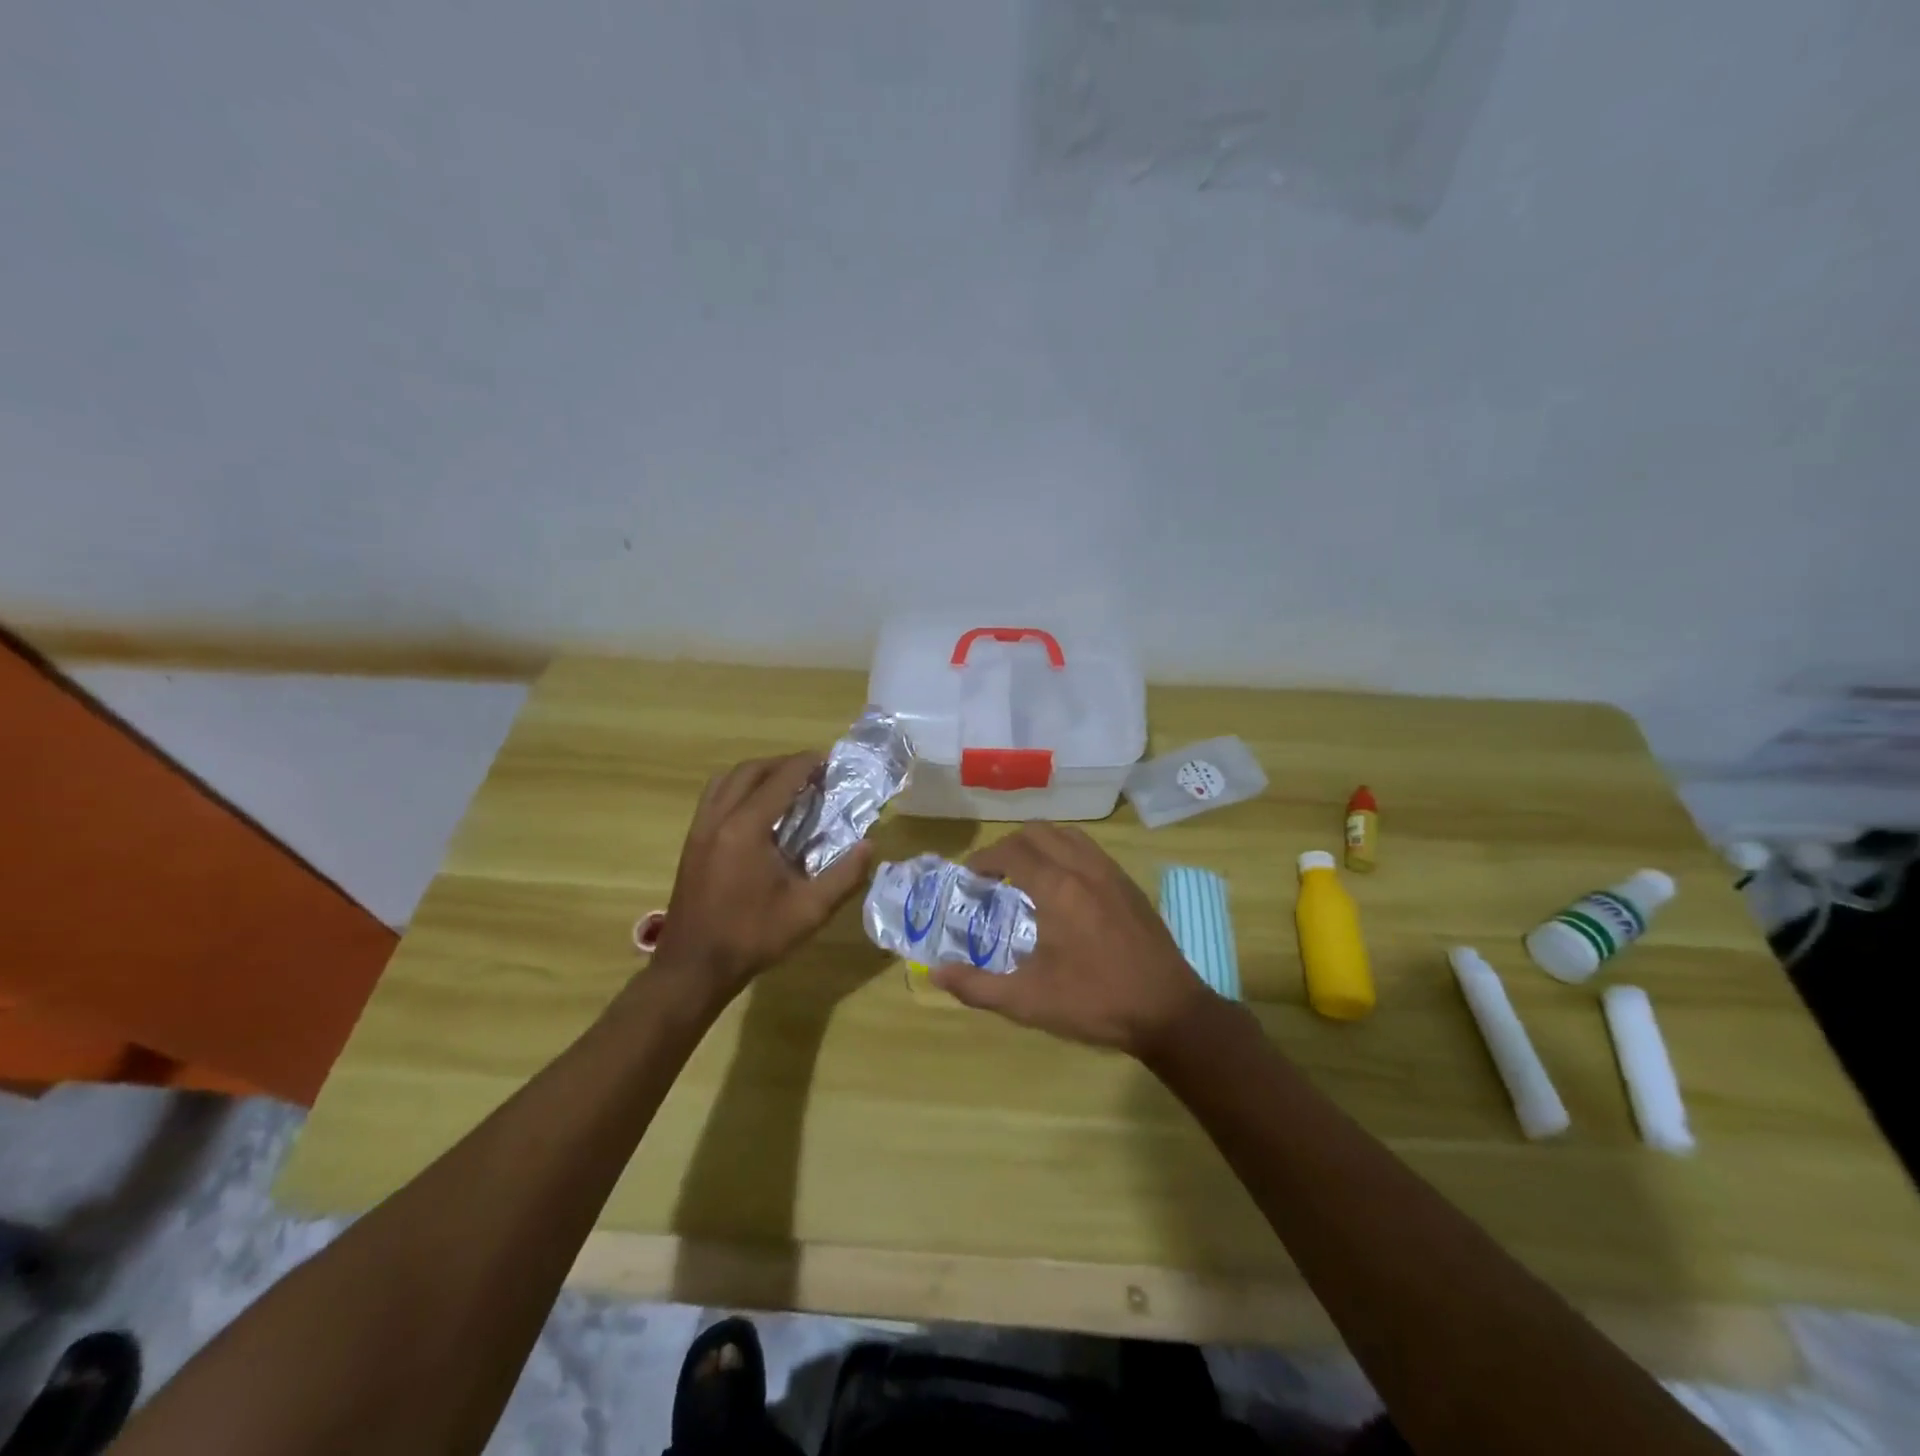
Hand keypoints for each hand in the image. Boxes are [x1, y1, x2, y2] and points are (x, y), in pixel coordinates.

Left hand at [651, 752, 873, 1002]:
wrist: (693, 967)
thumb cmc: (752, 937)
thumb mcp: (809, 911)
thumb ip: (844, 875)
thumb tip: (870, 845)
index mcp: (746, 828)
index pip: (780, 779)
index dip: (807, 764)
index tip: (830, 760)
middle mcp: (719, 818)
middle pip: (750, 770)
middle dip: (783, 764)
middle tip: (812, 772)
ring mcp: (699, 828)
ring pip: (727, 780)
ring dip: (758, 773)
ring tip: (785, 785)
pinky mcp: (691, 841)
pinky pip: (714, 797)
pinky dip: (738, 789)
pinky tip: (757, 811)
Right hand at [930, 824, 1214, 1058]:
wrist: (1169, 1011)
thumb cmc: (1094, 1003)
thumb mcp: (1027, 1001)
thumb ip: (977, 986)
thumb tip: (936, 973)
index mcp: (1057, 888)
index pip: (1011, 852)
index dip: (984, 859)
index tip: (970, 878)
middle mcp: (1083, 868)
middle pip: (1038, 832)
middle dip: (1008, 846)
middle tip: (993, 876)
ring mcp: (1111, 873)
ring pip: (1067, 835)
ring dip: (1040, 845)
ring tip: (1026, 875)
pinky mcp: (1129, 885)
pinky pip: (1090, 850)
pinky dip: (1066, 853)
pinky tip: (1064, 888)